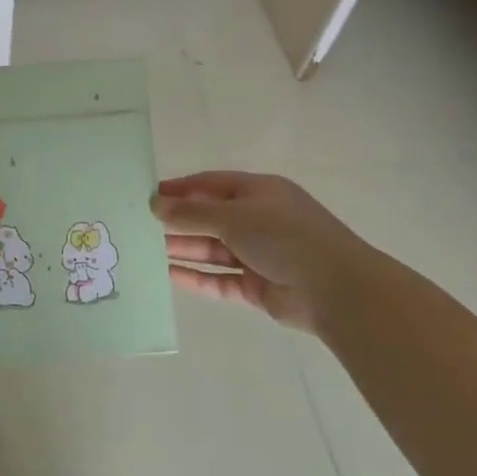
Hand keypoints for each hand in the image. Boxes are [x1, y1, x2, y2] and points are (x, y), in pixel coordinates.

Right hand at [151, 170, 379, 332]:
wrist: (337, 290)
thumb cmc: (285, 237)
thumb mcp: (234, 216)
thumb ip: (191, 213)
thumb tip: (155, 204)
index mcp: (259, 192)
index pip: (211, 184)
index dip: (180, 189)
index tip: (147, 195)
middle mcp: (258, 220)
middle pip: (209, 218)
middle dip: (177, 222)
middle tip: (139, 226)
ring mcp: (258, 254)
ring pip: (212, 250)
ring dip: (182, 249)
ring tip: (145, 250)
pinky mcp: (257, 286)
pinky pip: (219, 279)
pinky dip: (195, 277)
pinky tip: (167, 276)